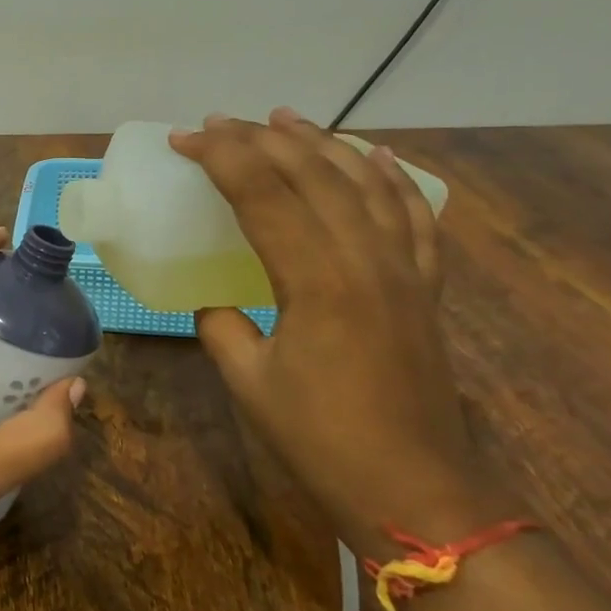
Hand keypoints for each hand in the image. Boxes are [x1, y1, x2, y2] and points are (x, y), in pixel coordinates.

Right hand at [169, 109, 508, 549]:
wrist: (419, 493)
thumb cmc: (323, 442)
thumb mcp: (249, 383)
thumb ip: (222, 328)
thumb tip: (215, 303)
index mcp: (317, 281)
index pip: (264, 194)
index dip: (221, 158)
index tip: (185, 138)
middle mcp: (366, 259)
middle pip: (313, 174)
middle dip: (261, 139)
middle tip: (220, 122)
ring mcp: (404, 270)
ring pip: (364, 183)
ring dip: (322, 143)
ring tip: (286, 117)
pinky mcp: (425, 287)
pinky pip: (414, 216)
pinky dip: (393, 179)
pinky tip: (376, 154)